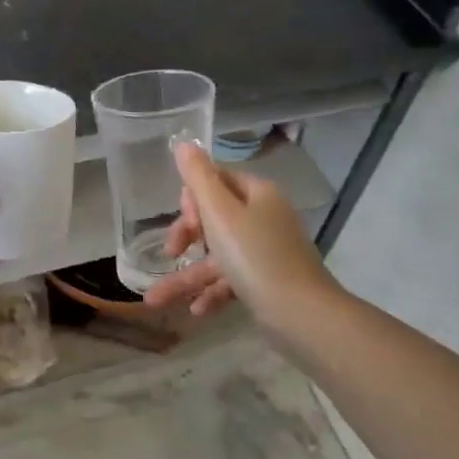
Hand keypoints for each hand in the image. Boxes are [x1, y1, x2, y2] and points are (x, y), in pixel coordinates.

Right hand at [143, 141, 337, 325]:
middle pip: (214, 217)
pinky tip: (195, 310)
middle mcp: (264, 217)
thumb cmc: (256, 257)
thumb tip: (184, 142)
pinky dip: (211, 291)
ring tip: (155, 300)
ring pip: (217, 256)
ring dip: (187, 276)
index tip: (186, 222)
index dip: (193, 199)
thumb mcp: (220, 214)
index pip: (216, 180)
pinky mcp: (266, 282)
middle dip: (186, 237)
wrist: (303, 316)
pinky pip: (231, 279)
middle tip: (171, 253)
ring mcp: (266, 251)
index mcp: (257, 194)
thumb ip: (199, 178)